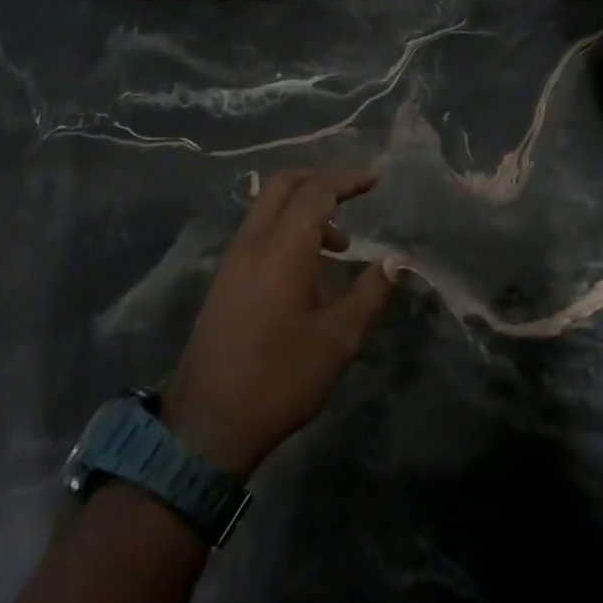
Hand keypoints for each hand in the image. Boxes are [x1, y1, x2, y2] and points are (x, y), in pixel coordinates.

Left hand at [162, 169, 392, 475]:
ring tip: (339, 245)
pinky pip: (257, 232)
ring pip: (267, 208)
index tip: (375, 179)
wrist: (208, 423)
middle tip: (353, 195)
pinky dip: (286, 228)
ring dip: (303, 208)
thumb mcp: (338, 339)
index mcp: (282, 249)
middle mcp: (253, 243)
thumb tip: (394, 261)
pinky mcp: (224, 279)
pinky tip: (307, 267)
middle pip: (283, 185)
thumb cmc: (281, 378)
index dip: (347, 179)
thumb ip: (369, 293)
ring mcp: (232, 260)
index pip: (316, 192)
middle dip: (320, 180)